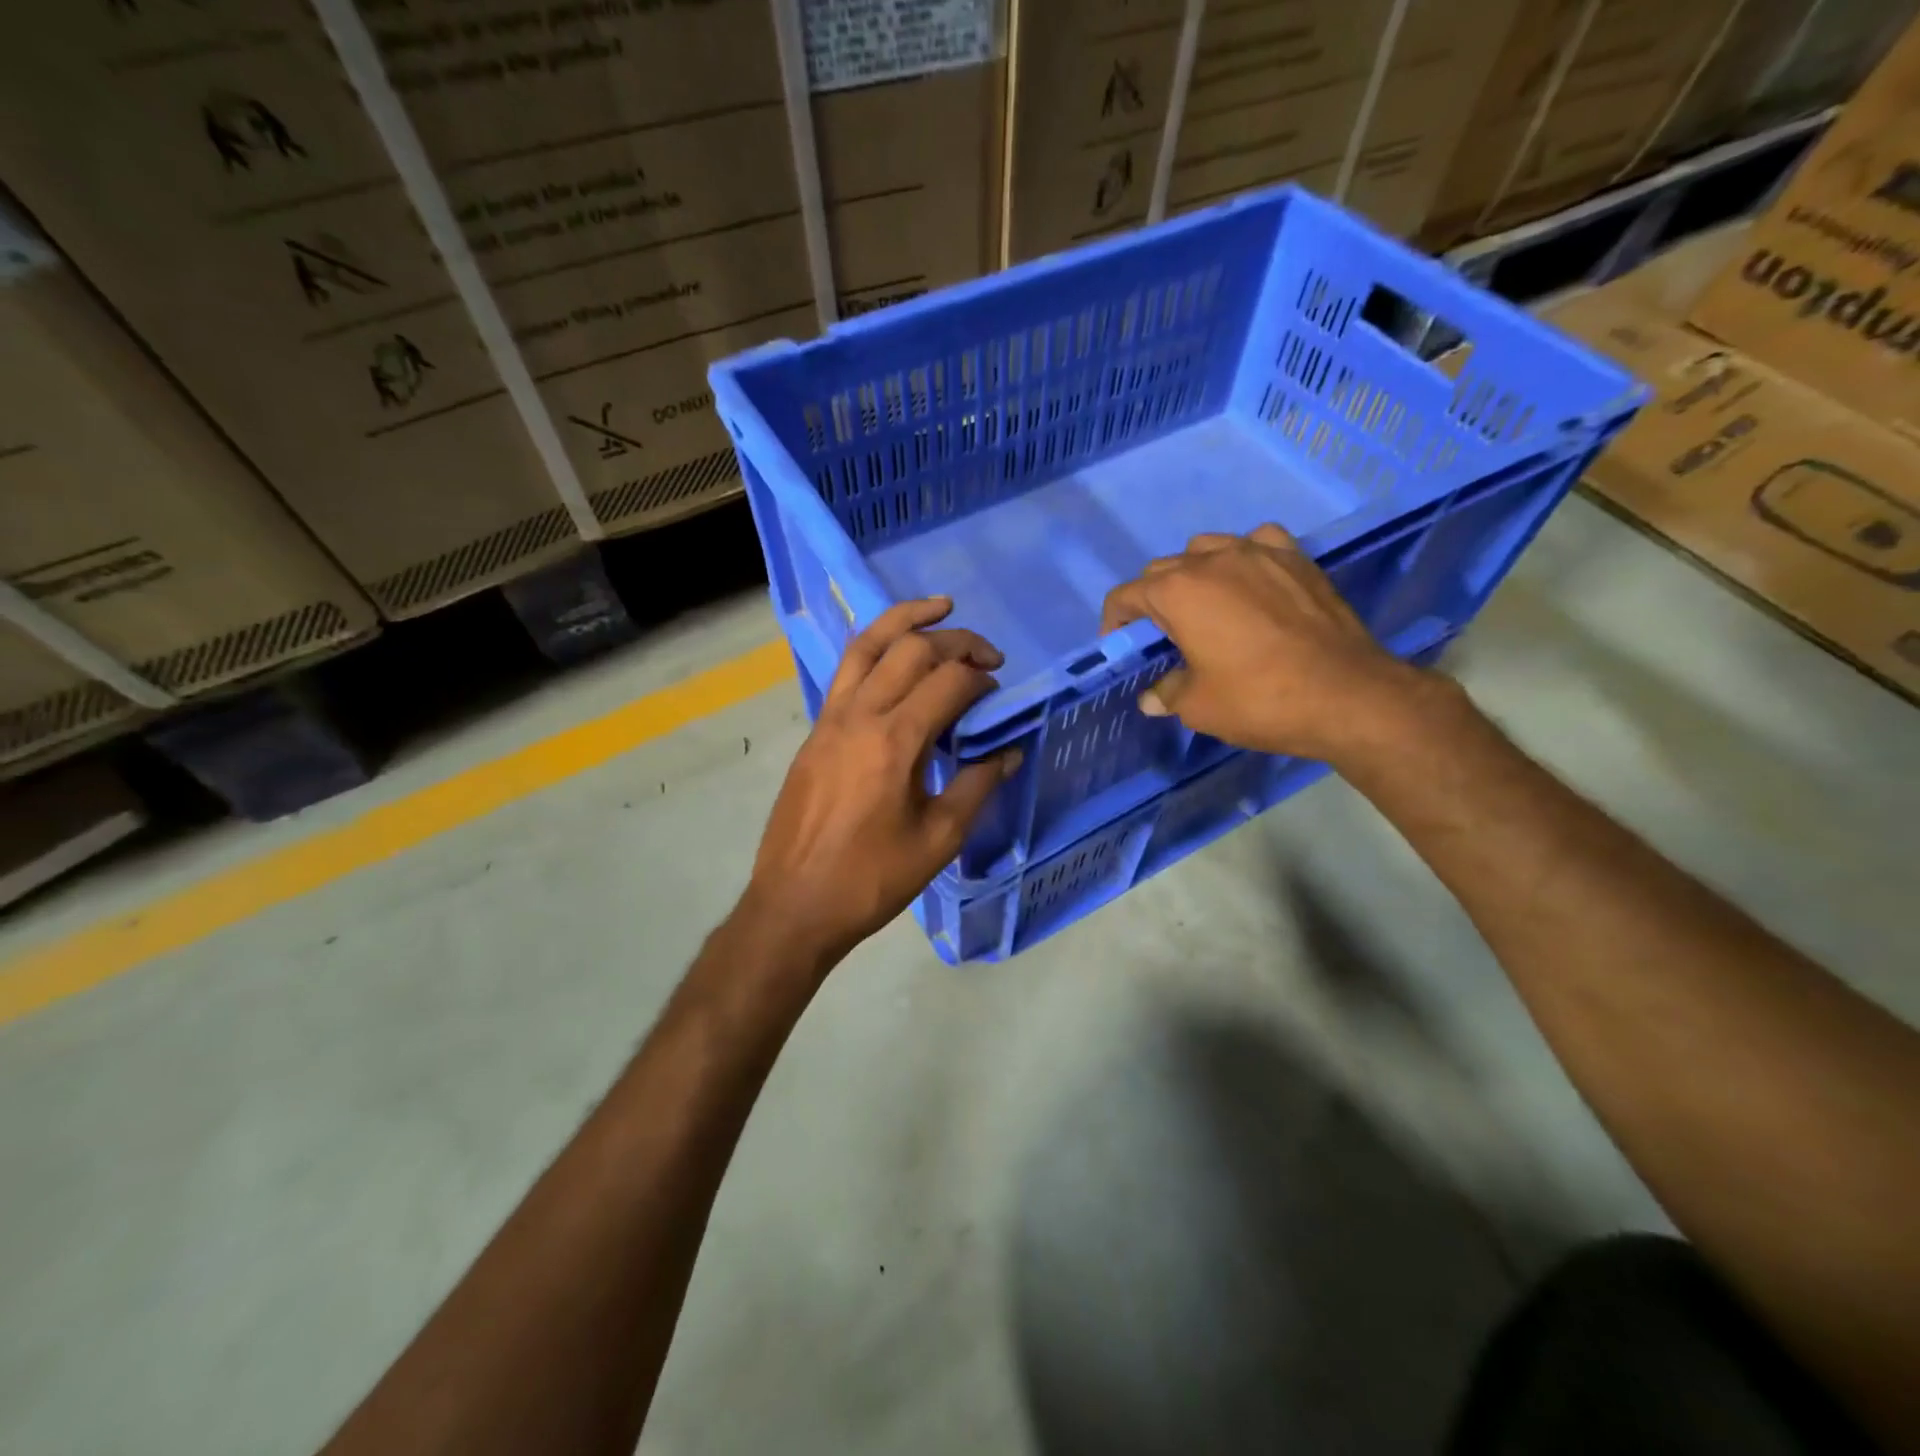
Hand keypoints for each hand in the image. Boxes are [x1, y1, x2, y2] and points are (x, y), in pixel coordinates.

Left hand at [739, 598, 1020, 969]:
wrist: (795, 904)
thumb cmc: (872, 878)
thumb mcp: (938, 839)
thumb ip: (976, 786)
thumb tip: (1008, 752)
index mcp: (895, 741)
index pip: (948, 682)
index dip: (980, 679)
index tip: (998, 693)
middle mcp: (860, 715)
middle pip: (911, 650)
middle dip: (956, 642)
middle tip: (987, 655)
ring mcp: (830, 719)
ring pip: (868, 646)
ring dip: (906, 620)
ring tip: (940, 607)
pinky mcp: (815, 732)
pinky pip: (846, 672)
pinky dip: (875, 649)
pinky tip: (893, 654)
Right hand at [1100, 524, 1438, 765]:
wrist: (1347, 694)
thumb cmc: (1259, 700)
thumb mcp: (1198, 706)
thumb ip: (1167, 693)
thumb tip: (1152, 697)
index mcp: (1178, 592)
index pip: (1126, 595)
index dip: (1115, 623)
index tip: (1122, 647)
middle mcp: (1212, 560)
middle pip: (1163, 569)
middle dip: (1152, 600)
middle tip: (1164, 636)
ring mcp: (1258, 552)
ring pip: (1207, 548)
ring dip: (1194, 574)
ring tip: (1206, 605)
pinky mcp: (1296, 558)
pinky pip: (1257, 542)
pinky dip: (1245, 557)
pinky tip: (1252, 580)